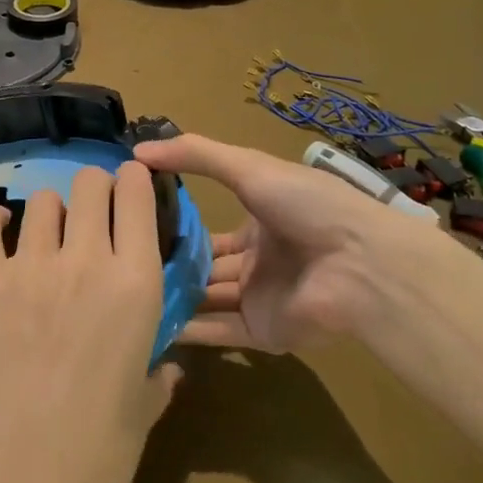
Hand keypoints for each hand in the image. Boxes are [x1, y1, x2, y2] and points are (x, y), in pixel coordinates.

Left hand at [0, 163, 180, 482]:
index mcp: (136, 283)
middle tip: (90, 216)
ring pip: (43, 200)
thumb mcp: (141, 415)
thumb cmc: (94, 458)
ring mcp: (32, 265)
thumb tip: (169, 369)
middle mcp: (88, 259)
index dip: (135, 182)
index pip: (137, 196)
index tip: (131, 188)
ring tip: (45, 237)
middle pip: (90, 184)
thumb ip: (157, 379)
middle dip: (94, 191)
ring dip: (50, 212)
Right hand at [133, 134, 437, 352]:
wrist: (359, 263)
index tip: (134, 224)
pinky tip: (147, 324)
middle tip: (122, 264)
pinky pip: (219, 332)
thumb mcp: (248, 166)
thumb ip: (196, 154)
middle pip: (206, 267)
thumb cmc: (306, 205)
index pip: (211, 229)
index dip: (177, 227)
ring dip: (174, 298)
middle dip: (171, 267)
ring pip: (208, 300)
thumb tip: (138, 150)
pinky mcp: (264, 332)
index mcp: (261, 221)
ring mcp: (261, 298)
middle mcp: (259, 261)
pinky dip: (188, 331)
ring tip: (124, 295)